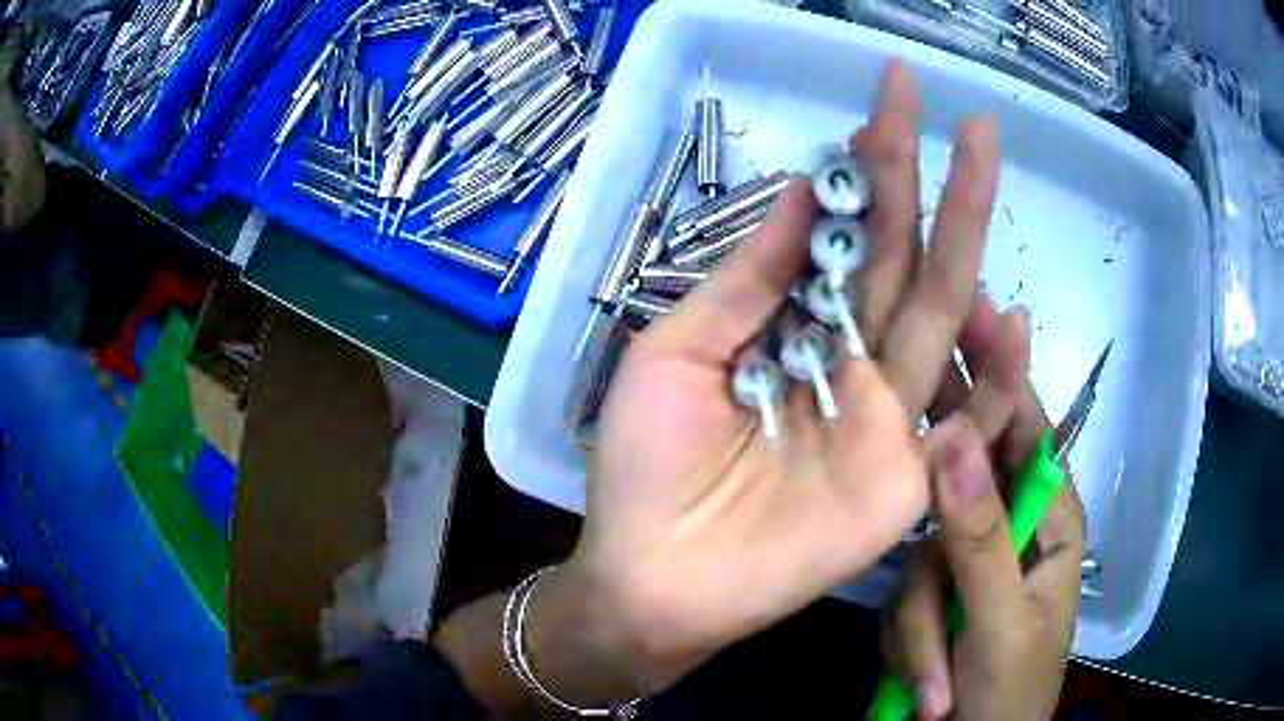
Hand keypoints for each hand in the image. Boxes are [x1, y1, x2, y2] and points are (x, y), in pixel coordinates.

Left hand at [560, 61, 1001, 698]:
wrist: (652, 574)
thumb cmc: (648, 468)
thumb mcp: (678, 353)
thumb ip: (746, 280)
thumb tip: (804, 191)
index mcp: (796, 331)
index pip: (850, 236)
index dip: (868, 169)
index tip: (885, 103)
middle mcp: (853, 364)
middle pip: (904, 259)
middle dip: (930, 181)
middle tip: (961, 114)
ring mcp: (886, 422)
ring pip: (940, 318)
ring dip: (967, 243)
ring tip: (985, 164)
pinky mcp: (904, 483)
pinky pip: (961, 425)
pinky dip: (993, 380)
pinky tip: (1013, 318)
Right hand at [885, 297, 1085, 720]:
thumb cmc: (1008, 695)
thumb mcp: (999, 623)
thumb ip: (979, 538)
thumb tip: (954, 440)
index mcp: (1048, 522)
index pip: (1028, 429)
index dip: (1004, 369)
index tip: (974, 307)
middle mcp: (1005, 531)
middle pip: (968, 476)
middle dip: (941, 464)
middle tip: (901, 389)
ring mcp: (962, 568)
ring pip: (922, 553)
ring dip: (919, 622)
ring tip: (933, 679)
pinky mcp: (930, 602)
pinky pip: (902, 598)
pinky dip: (906, 643)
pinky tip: (921, 682)